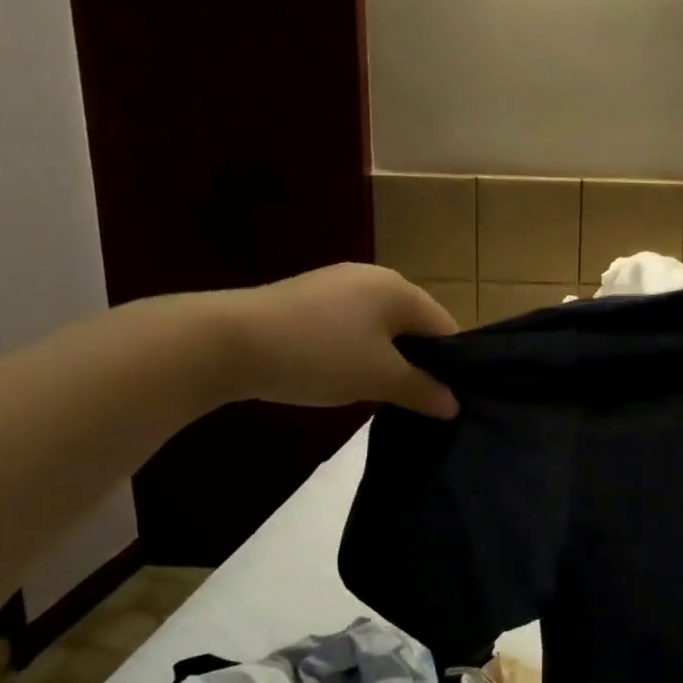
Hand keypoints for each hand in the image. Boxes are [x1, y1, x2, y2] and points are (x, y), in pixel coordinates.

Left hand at [217, 264, 460, 417]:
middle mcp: (373, 277)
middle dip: (419, 362)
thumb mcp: (379, 378)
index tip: (448, 400)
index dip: (453, 365)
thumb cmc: (320, 355)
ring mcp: (337, 285)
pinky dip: (357, 351)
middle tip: (417, 401)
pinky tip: (343, 375)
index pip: (445, 327)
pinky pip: (351, 326)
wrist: (229, 341)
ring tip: (381, 393)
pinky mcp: (308, 298)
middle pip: (414, 325)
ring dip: (387, 359)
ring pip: (381, 327)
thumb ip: (422, 390)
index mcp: (399, 289)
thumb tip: (454, 405)